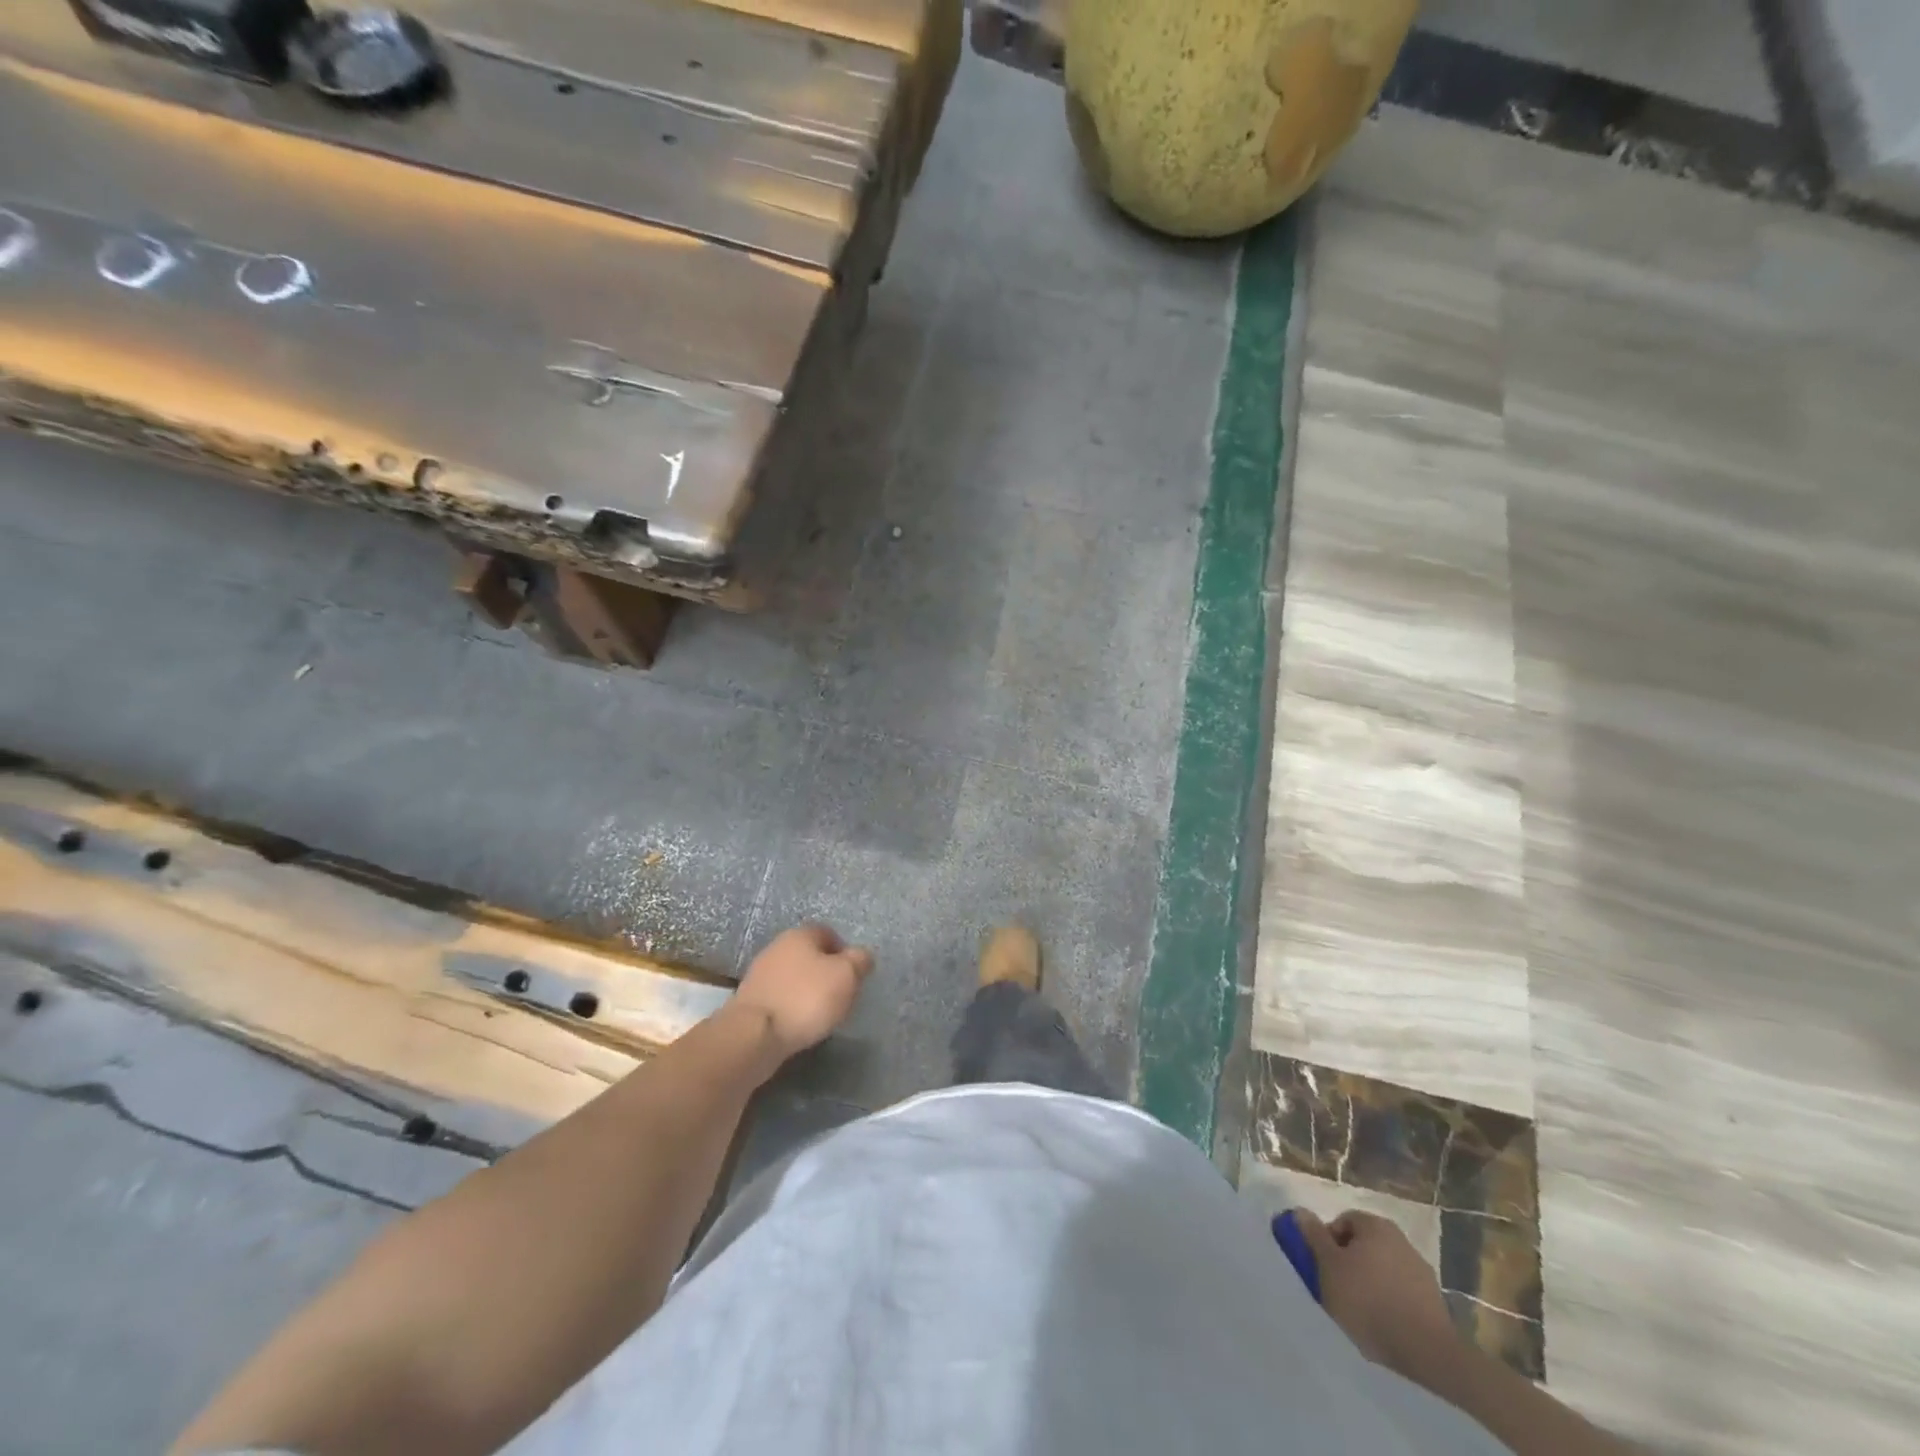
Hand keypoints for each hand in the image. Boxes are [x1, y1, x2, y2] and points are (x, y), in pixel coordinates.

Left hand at [732, 923, 874, 1058]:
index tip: (853, 976)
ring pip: (793, 977)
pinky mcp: (750, 1000)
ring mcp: (759, 974)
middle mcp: (777, 947)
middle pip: (809, 955)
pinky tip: (798, 1024)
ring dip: (807, 991)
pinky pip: (780, 997)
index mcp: (800, 934)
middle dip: (826, 973)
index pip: (828, 933)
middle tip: (840, 995)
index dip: (844, 952)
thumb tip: (862, 955)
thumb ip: (859, 961)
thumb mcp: (846, 976)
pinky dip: (791, 1007)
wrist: (754, 1035)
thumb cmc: (806, 998)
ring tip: (820, 1014)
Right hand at [1294, 1208, 1459, 1380]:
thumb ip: (1313, 1236)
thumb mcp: (1329, 1266)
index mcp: (1375, 1225)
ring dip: (1370, 1283)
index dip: (1327, 1243)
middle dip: (1349, 1263)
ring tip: (1361, 1311)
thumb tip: (1299, 1210)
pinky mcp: (1434, 1301)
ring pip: (1383, 1269)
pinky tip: (1384, 1323)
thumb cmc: (1368, 1300)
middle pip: (1363, 1245)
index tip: (1323, 1268)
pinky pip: (1401, 1292)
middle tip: (1338, 1288)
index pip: (1342, 1222)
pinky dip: (1390, 1301)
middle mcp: (1400, 1239)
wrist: (1427, 1351)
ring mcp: (1421, 1271)